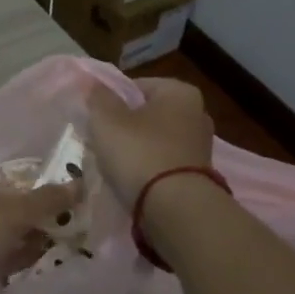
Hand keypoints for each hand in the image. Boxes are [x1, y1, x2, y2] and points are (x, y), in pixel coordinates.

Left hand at [0, 176, 80, 293]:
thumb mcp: (9, 215)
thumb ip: (44, 201)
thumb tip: (79, 184)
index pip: (2, 187)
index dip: (33, 197)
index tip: (60, 210)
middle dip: (28, 222)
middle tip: (59, 231)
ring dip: (19, 242)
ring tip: (49, 248)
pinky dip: (6, 260)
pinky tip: (29, 263)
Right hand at [86, 78, 214, 206]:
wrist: (175, 209)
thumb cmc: (139, 153)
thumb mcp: (107, 120)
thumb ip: (99, 97)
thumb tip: (94, 84)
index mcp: (179, 91)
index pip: (135, 86)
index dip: (110, 101)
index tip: (94, 120)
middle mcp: (197, 113)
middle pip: (146, 113)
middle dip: (123, 126)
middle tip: (100, 141)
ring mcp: (200, 145)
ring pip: (153, 140)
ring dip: (134, 149)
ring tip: (112, 164)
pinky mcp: (197, 174)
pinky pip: (163, 162)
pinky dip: (147, 168)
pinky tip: (131, 180)